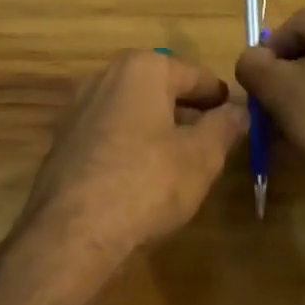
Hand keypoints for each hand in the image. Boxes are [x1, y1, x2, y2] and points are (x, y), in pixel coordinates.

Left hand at [12, 49, 248, 297]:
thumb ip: (224, 127)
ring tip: (181, 164)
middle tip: (212, 143)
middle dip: (188, 112)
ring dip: (158, 129)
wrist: (69, 236)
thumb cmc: (145, 184)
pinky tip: (142, 180)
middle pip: (162, 89)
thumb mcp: (201, 157)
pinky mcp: (64, 140)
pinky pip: (110, 133)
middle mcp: (108, 75)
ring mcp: (80, 107)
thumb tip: (240, 110)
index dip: (221, 99)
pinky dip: (130, 147)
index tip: (237, 120)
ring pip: (135, 111)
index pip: (196, 76)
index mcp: (144, 67)